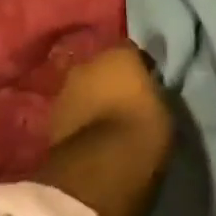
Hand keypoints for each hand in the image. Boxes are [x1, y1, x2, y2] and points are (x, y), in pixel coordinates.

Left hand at [47, 42, 172, 157]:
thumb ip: (152, 91)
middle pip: (101, 67)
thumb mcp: (164, 107)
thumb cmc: (143, 129)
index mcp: (119, 54)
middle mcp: (87, 63)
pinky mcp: (51, 116)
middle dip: (111, 80)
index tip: (149, 84)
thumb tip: (146, 91)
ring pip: (83, 88)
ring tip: (106, 120)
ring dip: (92, 99)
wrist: (102, 164)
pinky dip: (79, 118)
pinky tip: (90, 134)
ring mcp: (65, 89)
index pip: (132, 51)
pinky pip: (72, 111)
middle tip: (125, 101)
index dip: (140, 67)